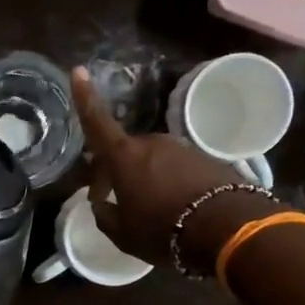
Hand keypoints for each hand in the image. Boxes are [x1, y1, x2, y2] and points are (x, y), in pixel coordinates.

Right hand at [73, 67, 280, 267]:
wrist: (226, 228)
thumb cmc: (163, 230)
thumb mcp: (123, 234)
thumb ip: (105, 216)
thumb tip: (100, 204)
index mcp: (125, 157)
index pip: (97, 123)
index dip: (85, 98)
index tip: (78, 70)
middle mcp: (152, 144)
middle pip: (125, 152)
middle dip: (115, 171)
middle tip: (110, 199)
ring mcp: (181, 149)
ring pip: (151, 160)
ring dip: (143, 178)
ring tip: (146, 209)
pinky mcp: (205, 159)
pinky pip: (176, 168)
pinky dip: (168, 182)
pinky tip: (172, 207)